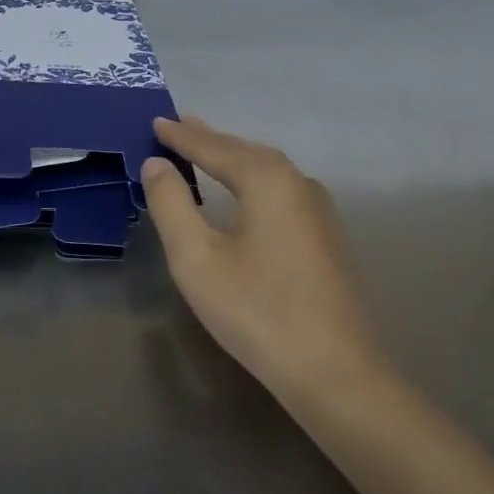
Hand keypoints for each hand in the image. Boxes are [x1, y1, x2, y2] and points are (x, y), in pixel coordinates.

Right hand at [142, 116, 386, 406]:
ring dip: (233, 158)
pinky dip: (252, 181)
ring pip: (267, 170)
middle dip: (209, 139)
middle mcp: (298, 182)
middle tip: (178, 126)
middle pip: (244, 152)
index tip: (156, 120)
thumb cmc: (257, 311)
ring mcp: (320, 209)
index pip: (213, 147)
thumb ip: (171, 204)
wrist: (337, 373)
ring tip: (206, 150)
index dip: (181, 136)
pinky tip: (245, 194)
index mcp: (266, 178)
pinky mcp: (328, 236)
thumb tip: (157, 164)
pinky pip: (280, 191)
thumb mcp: (197, 258)